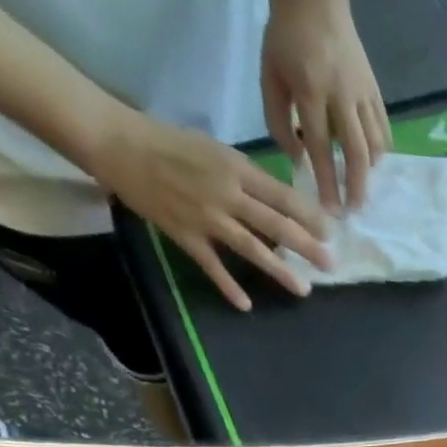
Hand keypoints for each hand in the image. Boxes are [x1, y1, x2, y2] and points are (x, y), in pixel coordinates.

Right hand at [87, 109, 330, 310]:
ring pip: (251, 247)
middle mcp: (225, 192)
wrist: (116, 141)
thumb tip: (281, 201)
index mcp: (235, 167)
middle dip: (306, 246)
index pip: (281, 195)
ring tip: (304, 290)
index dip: (308, 216)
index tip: (330, 233)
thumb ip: (247, 176)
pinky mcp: (184, 233)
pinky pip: (211, 265)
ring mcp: (205, 216)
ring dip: (280, 271)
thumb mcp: (215, 150)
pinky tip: (247, 305)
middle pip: (275, 224)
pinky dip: (229, 286)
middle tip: (330, 265)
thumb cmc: (169, 143)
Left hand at [261, 0, 389, 210]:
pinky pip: (383, 130)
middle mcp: (341, 96)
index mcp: (310, 91)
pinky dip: (380, 152)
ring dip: (369, 171)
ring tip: (360, 186)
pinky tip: (372, 163)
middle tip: (354, 210)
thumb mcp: (270, 76)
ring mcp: (362, 94)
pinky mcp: (375, 91)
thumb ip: (278, 121)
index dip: (327, 182)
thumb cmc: (286, 39)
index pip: (321, 148)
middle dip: (356, 186)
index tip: (330, 210)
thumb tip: (298, 161)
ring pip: (374, 144)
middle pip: (356, 153)